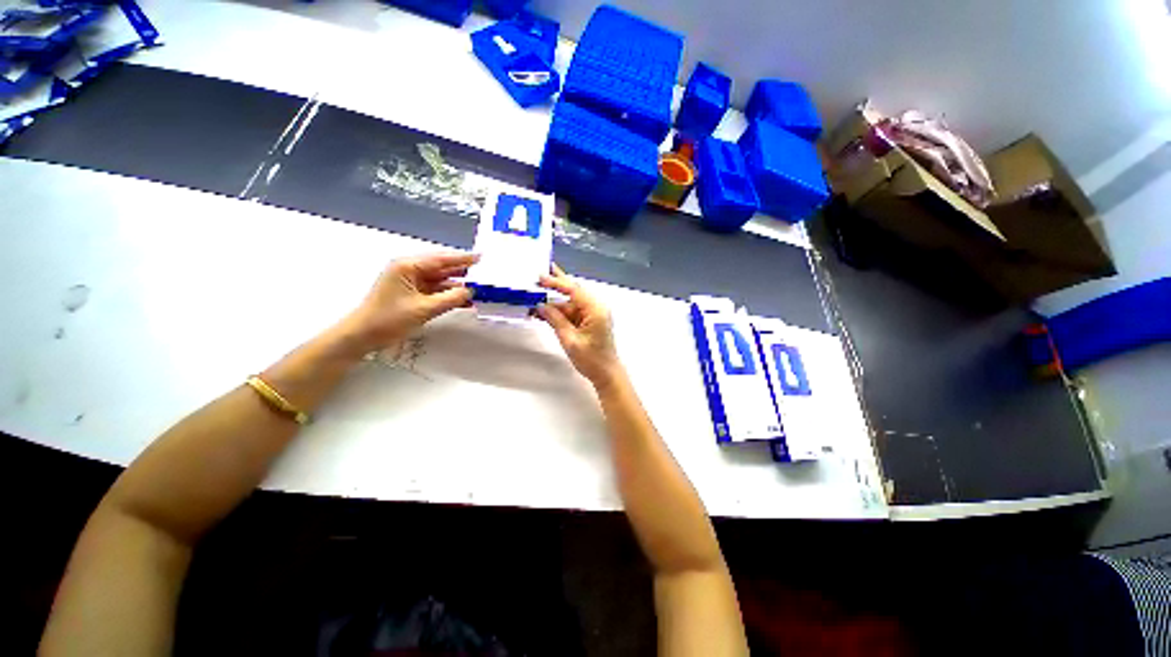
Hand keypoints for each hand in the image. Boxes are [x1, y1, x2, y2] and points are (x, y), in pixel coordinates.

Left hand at [339, 251, 478, 353]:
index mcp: (408, 266)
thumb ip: (451, 298)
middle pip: (442, 267)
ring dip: (457, 285)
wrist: (362, 336)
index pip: (441, 259)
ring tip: (479, 288)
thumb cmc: (389, 319)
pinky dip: (449, 295)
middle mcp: (409, 270)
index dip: (463, 259)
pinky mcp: (412, 294)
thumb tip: (471, 291)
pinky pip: (435, 291)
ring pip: (440, 280)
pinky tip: (465, 300)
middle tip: (484, 272)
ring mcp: (410, 282)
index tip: (481, 257)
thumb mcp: (424, 309)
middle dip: (463, 271)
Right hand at [536, 264, 622, 386]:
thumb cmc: (591, 359)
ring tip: (535, 299)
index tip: (541, 277)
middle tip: (540, 275)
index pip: (574, 290)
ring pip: (571, 303)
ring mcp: (593, 314)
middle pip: (574, 292)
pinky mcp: (589, 321)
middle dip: (556, 285)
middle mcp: (596, 307)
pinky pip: (572, 312)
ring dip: (555, 303)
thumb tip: (541, 306)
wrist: (606, 373)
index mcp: (595, 309)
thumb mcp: (569, 339)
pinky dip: (559, 312)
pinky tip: (545, 312)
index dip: (556, 282)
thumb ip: (555, 320)